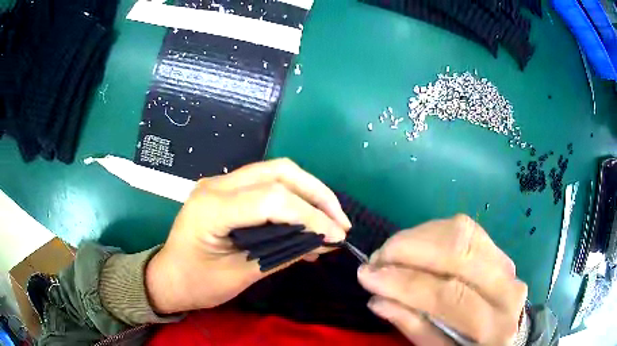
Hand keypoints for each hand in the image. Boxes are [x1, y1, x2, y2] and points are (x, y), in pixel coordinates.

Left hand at [146, 158, 350, 313]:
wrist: (169, 277)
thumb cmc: (197, 283)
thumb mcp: (240, 275)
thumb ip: (282, 254)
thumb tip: (323, 243)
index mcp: (212, 207)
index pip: (273, 199)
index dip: (311, 216)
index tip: (335, 237)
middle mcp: (216, 185)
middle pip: (279, 173)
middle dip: (317, 194)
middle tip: (340, 221)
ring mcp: (221, 183)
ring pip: (276, 173)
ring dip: (309, 193)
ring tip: (331, 220)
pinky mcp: (228, 190)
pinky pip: (268, 185)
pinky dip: (294, 199)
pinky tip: (308, 222)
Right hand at [357, 215, 526, 345]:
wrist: (505, 333)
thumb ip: (414, 327)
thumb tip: (378, 299)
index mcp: (494, 327)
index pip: (448, 295)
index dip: (404, 282)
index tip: (367, 275)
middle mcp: (509, 288)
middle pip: (459, 252)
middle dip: (409, 248)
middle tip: (378, 257)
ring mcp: (508, 264)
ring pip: (463, 232)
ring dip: (419, 237)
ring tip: (391, 251)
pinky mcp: (500, 250)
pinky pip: (466, 229)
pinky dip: (434, 232)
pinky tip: (415, 245)